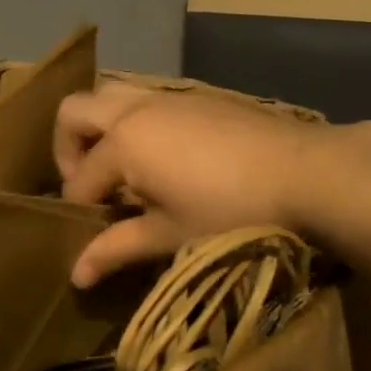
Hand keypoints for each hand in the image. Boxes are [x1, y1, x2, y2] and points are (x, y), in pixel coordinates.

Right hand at [55, 83, 328, 286]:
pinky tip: (160, 157)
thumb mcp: (170, 233)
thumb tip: (75, 275)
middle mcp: (134, 110)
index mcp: (123, 143)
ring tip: (119, 167)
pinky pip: (143, 98)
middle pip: (74, 113)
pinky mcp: (193, 96)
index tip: (88, 237)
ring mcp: (165, 97)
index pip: (79, 180)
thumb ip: (117, 248)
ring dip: (99, 127)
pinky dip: (132, 121)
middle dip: (67, 148)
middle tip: (88, 185)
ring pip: (109, 95)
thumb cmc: (230, 209)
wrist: (303, 172)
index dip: (78, 211)